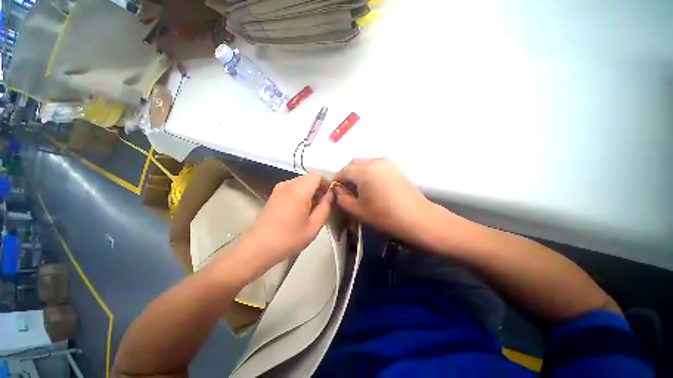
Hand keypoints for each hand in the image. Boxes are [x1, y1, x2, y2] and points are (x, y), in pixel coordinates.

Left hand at [240, 172, 332, 270]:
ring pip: (300, 182)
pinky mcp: (274, 194)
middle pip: (309, 178)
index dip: (326, 183)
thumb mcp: (314, 226)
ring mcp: (279, 189)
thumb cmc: (289, 238)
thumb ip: (325, 207)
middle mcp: (288, 184)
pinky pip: (292, 187)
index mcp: (299, 190)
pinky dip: (300, 193)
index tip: (329, 197)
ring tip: (311, 209)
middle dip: (318, 188)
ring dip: (309, 191)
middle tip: (322, 205)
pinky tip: (299, 209)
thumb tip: (330, 195)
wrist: (258, 247)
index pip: (317, 175)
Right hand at [333, 158, 439, 245]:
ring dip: (357, 172)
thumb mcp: (358, 210)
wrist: (417, 217)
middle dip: (346, 174)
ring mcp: (387, 162)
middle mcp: (375, 161)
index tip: (334, 189)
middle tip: (344, 188)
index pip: (344, 171)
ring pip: (365, 163)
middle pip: (354, 163)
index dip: (336, 179)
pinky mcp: (395, 167)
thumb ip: (343, 198)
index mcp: (364, 171)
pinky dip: (368, 171)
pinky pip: (375, 165)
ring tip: (356, 187)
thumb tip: (337, 190)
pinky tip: (370, 184)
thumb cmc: (385, 216)